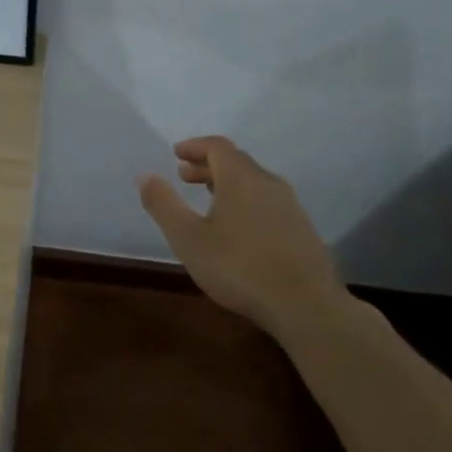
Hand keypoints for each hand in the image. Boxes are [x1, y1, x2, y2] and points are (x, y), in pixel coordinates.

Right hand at [137, 136, 344, 337]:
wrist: (306, 305)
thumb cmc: (239, 267)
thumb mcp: (188, 238)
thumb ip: (164, 204)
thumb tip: (144, 175)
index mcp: (241, 177)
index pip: (217, 146)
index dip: (195, 147)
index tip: (177, 154)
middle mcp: (268, 183)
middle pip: (236, 161)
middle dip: (208, 165)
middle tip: (185, 176)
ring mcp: (290, 206)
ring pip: (254, 182)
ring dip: (228, 184)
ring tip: (209, 201)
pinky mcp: (302, 230)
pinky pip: (267, 202)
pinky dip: (246, 201)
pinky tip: (239, 229)